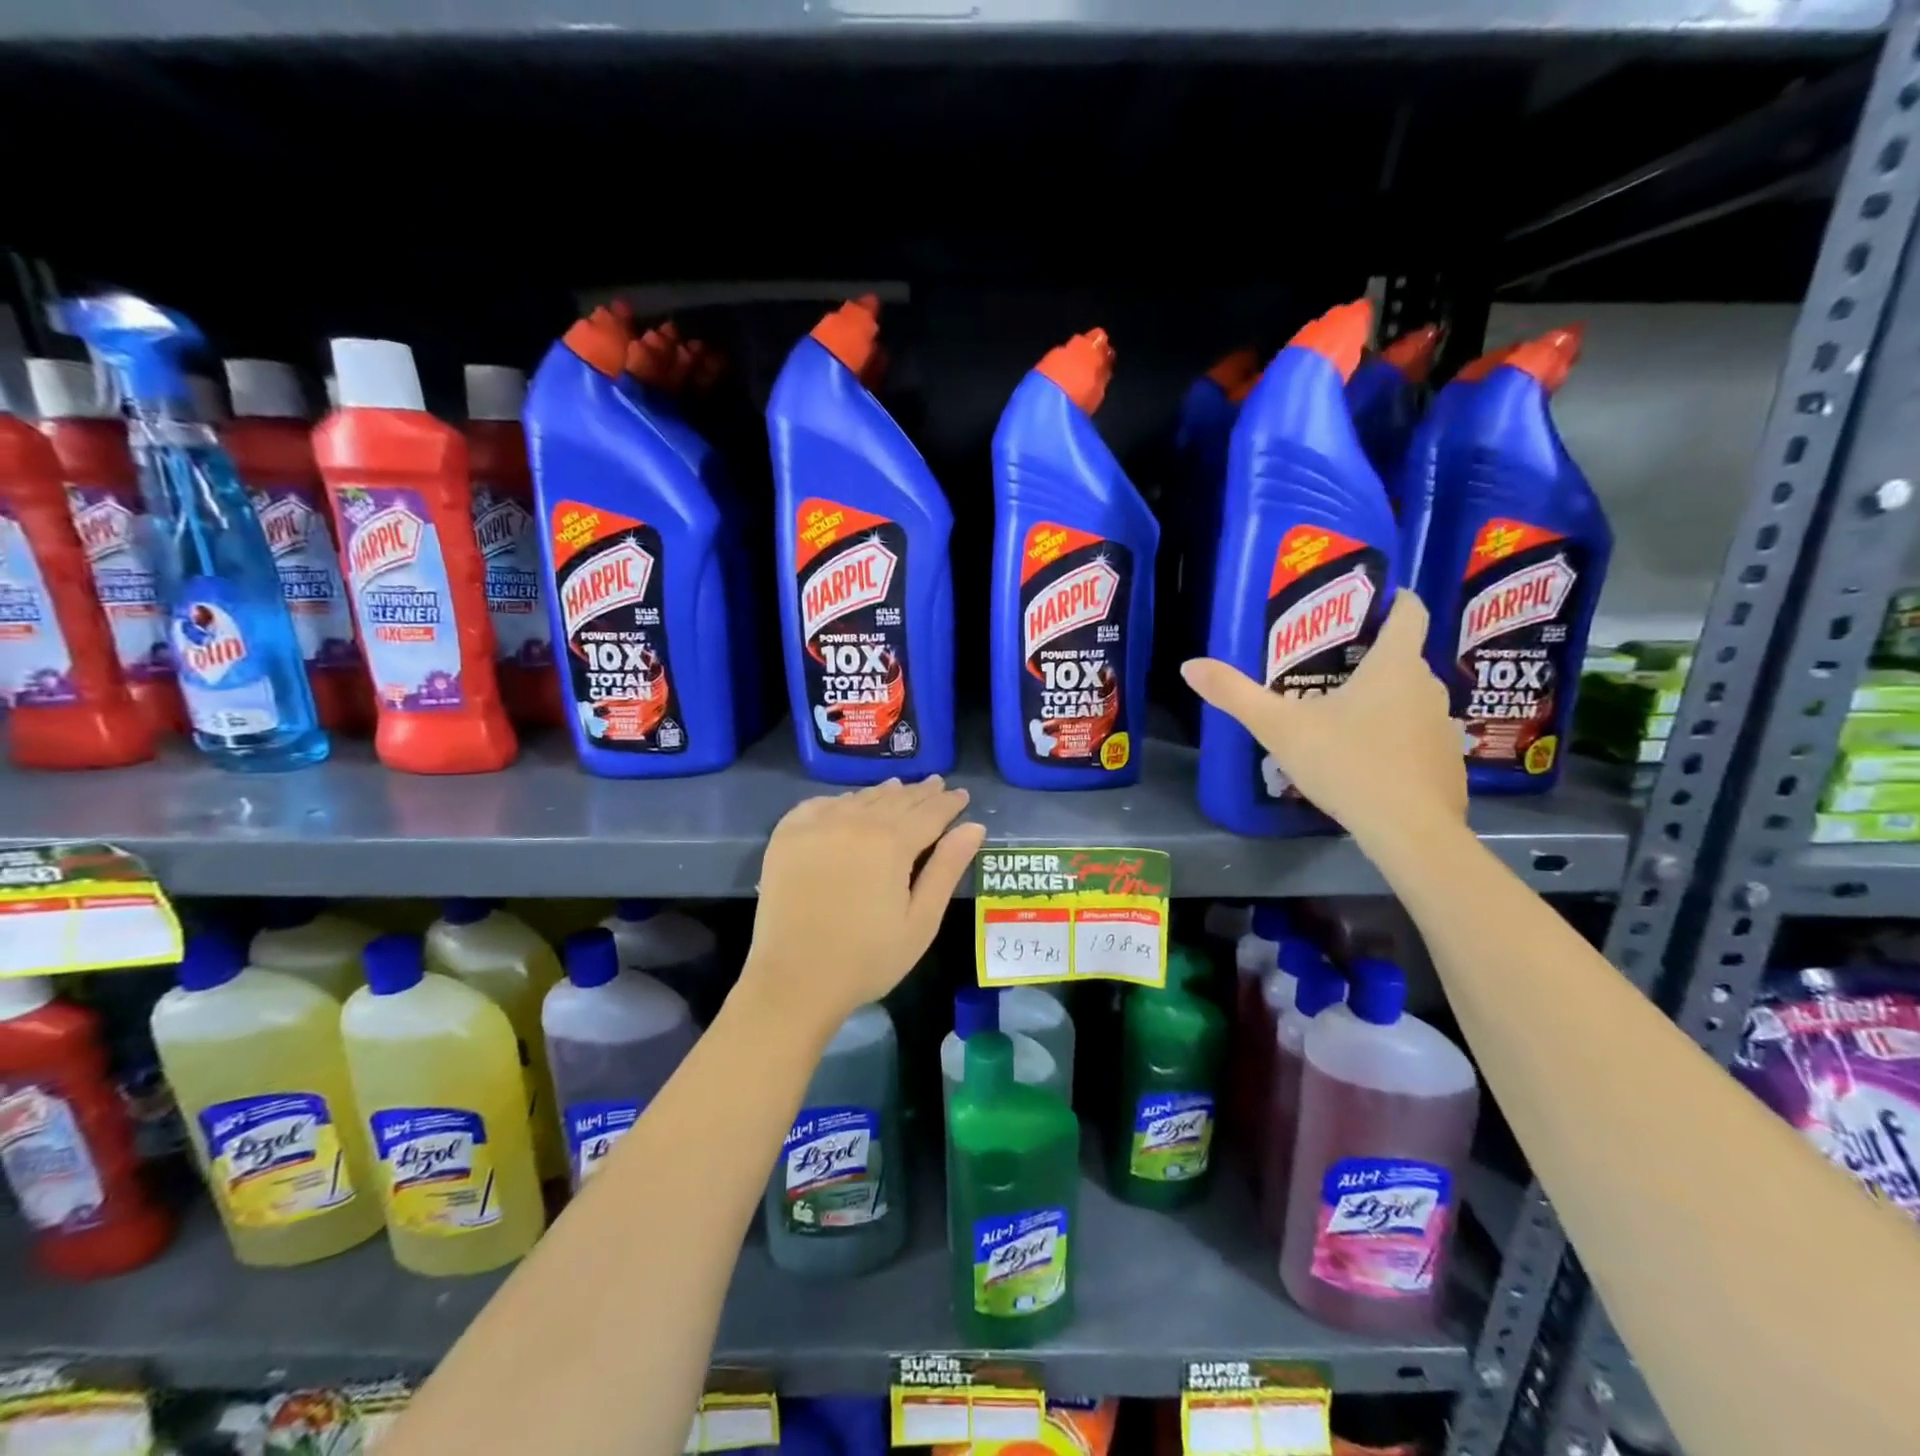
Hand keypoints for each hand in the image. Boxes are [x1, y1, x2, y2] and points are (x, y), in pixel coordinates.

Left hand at [743, 777, 985, 1034]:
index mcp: (892, 842)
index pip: (930, 813)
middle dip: (920, 793)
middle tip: (936, 784)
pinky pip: (820, 805)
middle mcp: (854, 822)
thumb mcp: (921, 920)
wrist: (795, 980)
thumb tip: (974, 827)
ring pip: (859, 798)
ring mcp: (816, 825)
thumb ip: (947, 869)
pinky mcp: (787, 836)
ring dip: (883, 793)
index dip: (949, 803)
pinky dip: (841, 801)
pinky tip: (848, 804)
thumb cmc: (868, 958)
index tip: (961, 795)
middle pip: (895, 799)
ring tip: (898, 788)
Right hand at [1180, 590, 1465, 846]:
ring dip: (1386, 700)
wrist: (1409, 831)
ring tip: (1347, 715)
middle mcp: (1428, 686)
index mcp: (1394, 665)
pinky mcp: (1448, 762)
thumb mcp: (1279, 728)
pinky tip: (1370, 760)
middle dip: (1373, 658)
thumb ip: (1234, 694)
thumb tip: (1189, 666)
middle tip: (1331, 668)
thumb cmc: (1347, 764)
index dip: (1395, 600)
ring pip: (1412, 699)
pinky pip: (1419, 736)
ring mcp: (1443, 726)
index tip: (1373, 601)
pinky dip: (1398, 738)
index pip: (1409, 613)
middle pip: (1405, 658)